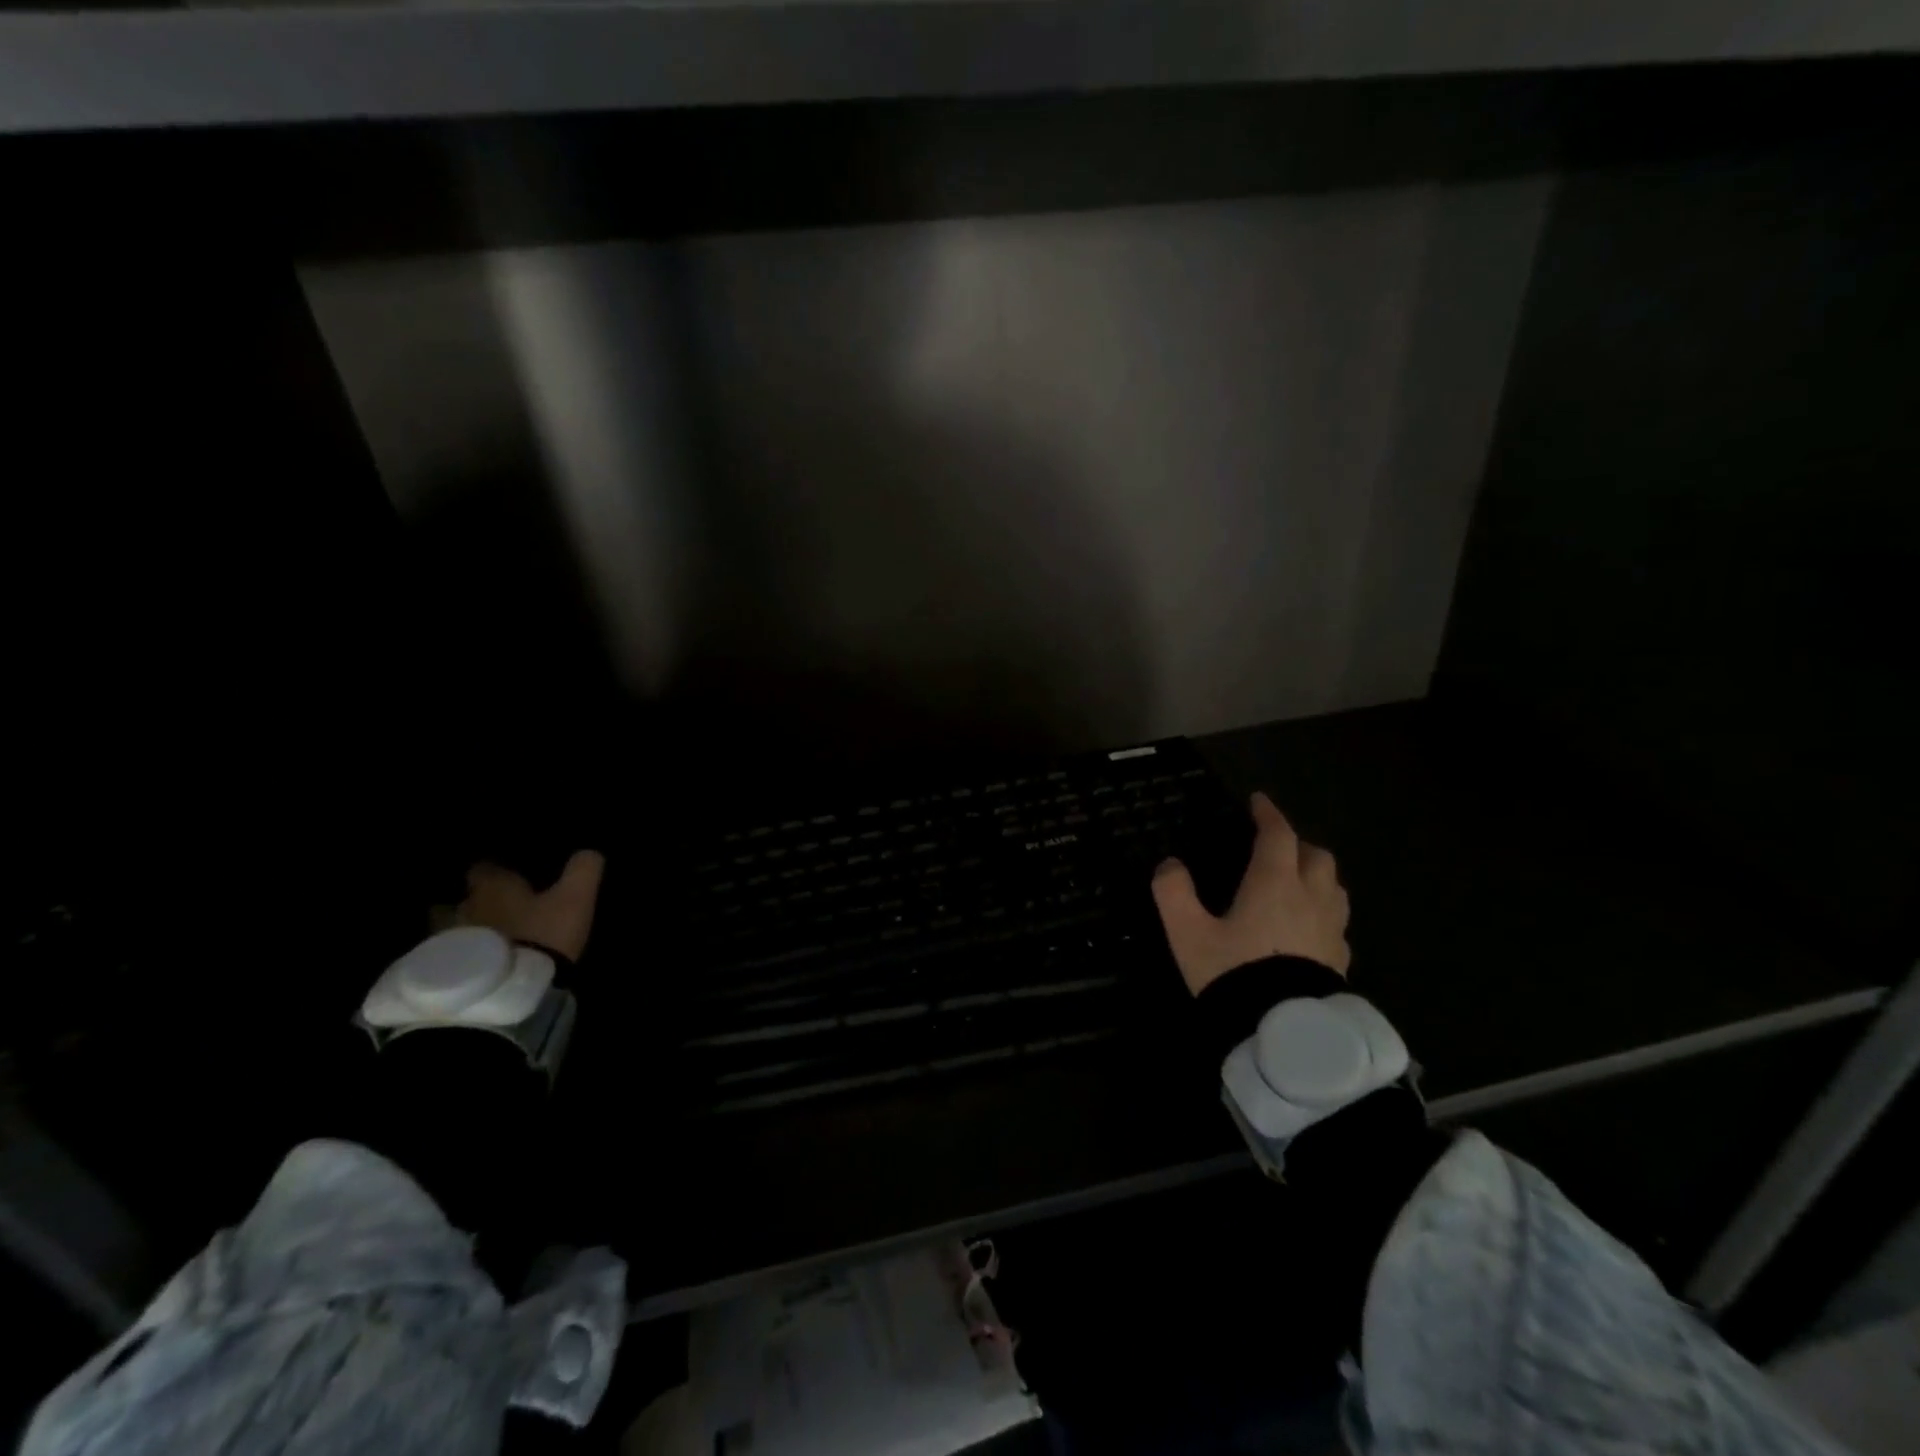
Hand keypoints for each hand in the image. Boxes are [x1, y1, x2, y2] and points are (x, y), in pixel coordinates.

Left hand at [456, 850, 605, 961]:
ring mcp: (455, 941)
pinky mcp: (454, 971)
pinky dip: (476, 953)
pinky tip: (496, 960)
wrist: (511, 991)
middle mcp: (466, 907)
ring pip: (466, 925)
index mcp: (492, 885)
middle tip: (513, 904)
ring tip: (504, 934)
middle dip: (489, 899)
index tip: (515, 873)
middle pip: (472, 897)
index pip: (484, 867)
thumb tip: (589, 851)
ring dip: (481, 927)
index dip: (499, 868)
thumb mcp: (575, 897)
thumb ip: (583, 869)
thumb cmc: (543, 933)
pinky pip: (464, 953)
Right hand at [1151, 793, 1349, 995]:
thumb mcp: (1188, 934)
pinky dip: (1324, 911)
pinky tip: (1309, 928)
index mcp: (1274, 883)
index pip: (1278, 835)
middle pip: (1316, 856)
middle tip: (1276, 847)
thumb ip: (1173, 893)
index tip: (1258, 802)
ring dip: (1317, 875)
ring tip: (1297, 882)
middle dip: (1297, 844)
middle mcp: (1310, 898)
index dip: (1268, 814)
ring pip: (1334, 887)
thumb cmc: (1234, 974)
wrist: (1284, 1033)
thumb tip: (1168, 865)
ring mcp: (1332, 930)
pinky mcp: (1341, 959)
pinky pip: (1338, 922)